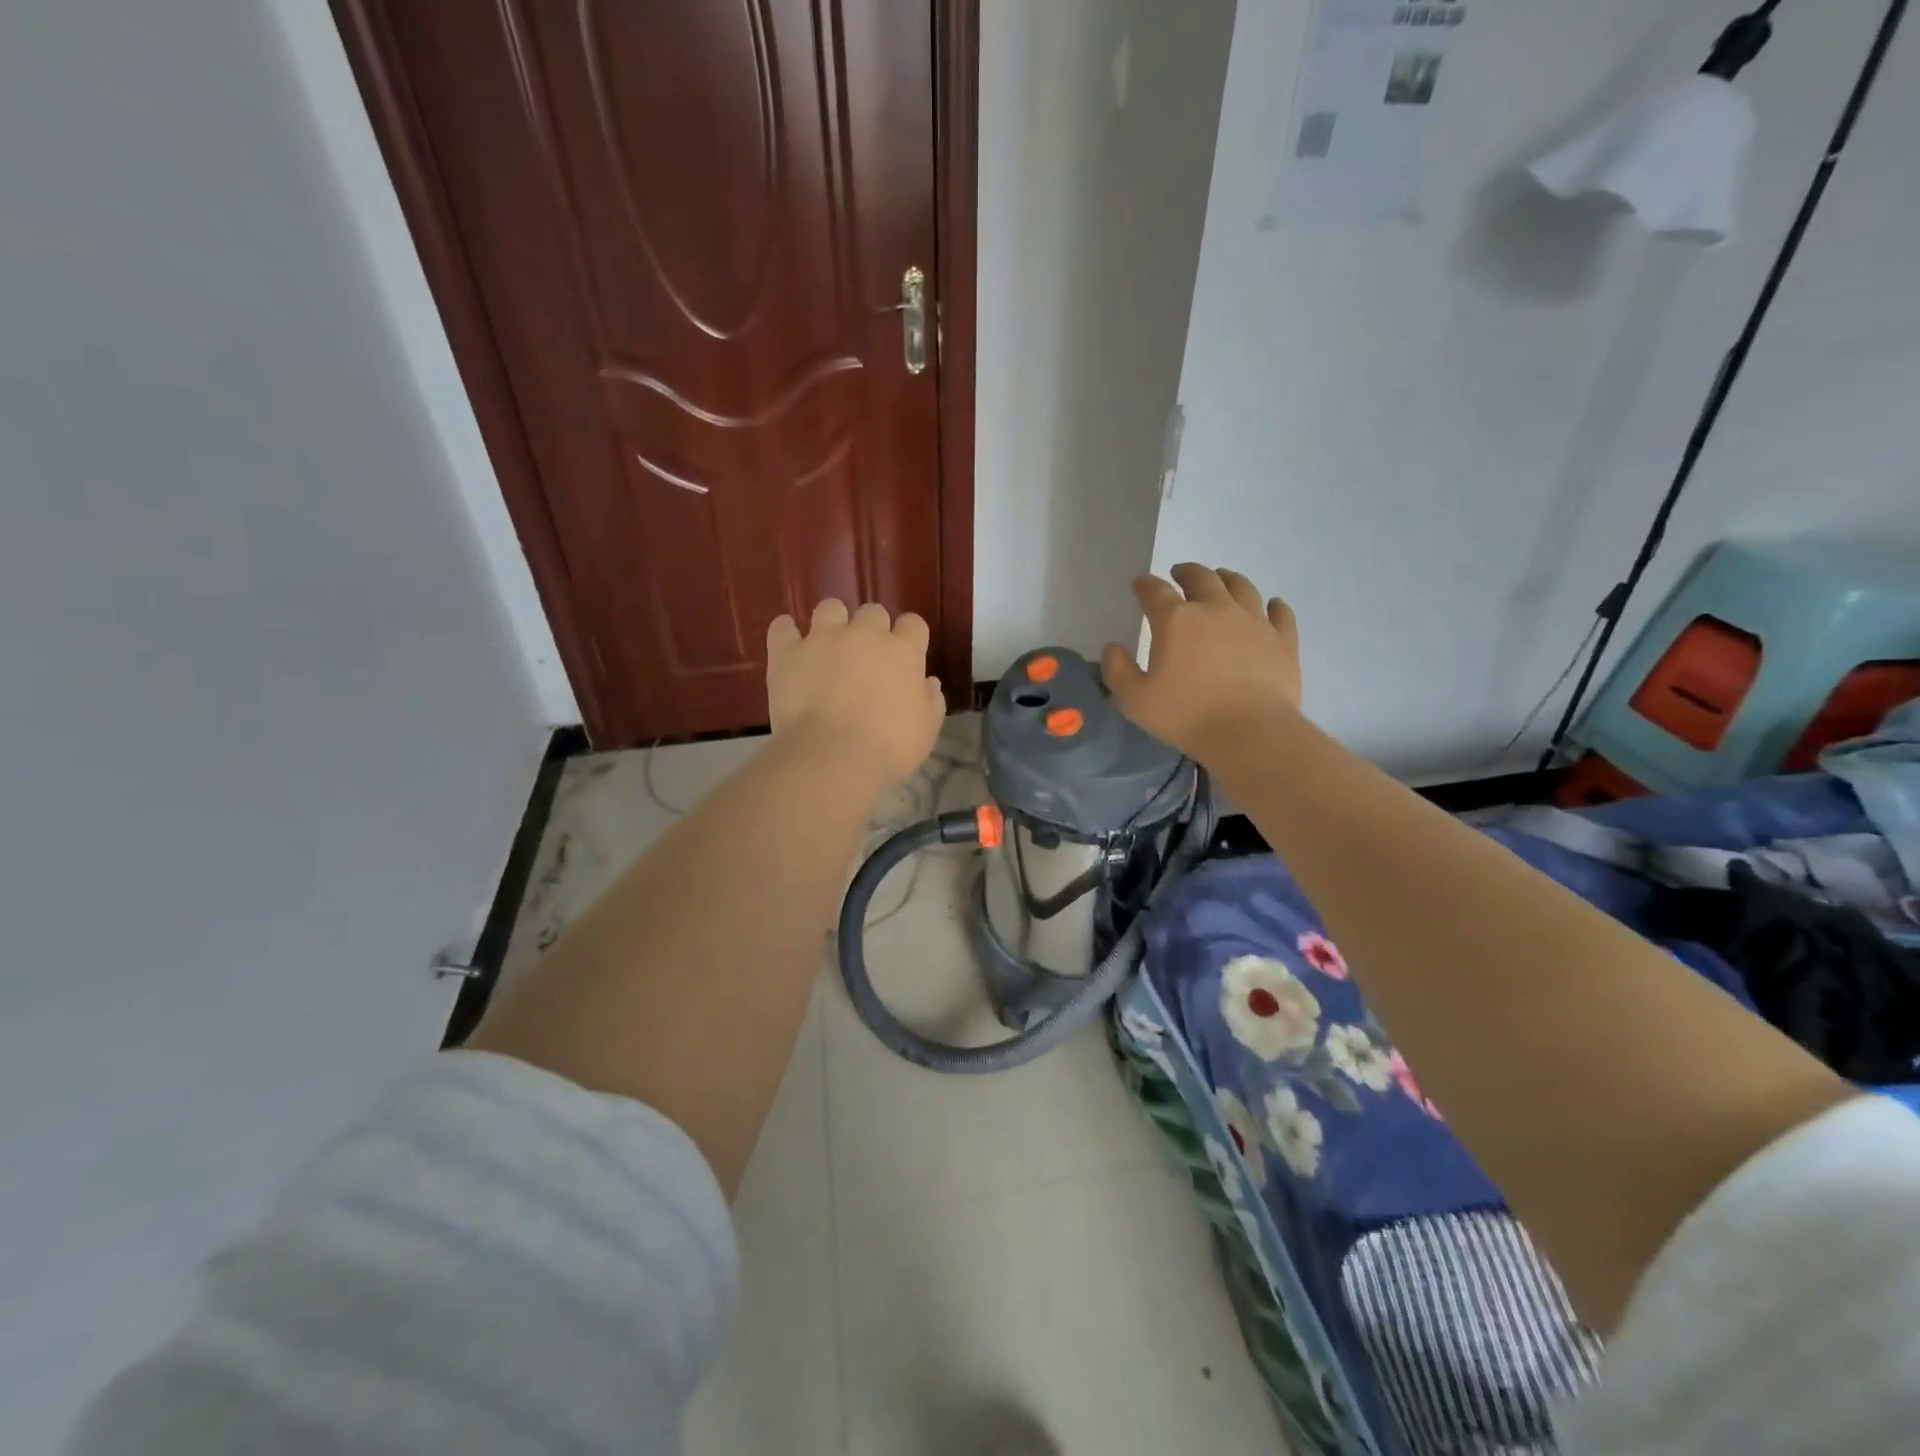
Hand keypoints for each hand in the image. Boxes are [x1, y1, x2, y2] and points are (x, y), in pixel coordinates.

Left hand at [766, 600, 945, 782]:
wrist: (831, 757)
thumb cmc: (887, 748)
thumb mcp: (925, 731)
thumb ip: (930, 702)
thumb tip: (929, 683)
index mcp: (903, 652)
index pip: (913, 625)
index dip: (909, 637)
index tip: (905, 655)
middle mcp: (865, 634)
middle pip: (873, 612)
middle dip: (871, 629)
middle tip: (866, 657)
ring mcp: (823, 638)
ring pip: (830, 608)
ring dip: (832, 621)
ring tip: (828, 644)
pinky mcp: (788, 652)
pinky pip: (782, 628)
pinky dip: (786, 632)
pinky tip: (789, 642)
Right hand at [1101, 565, 1301, 759]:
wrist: (1251, 733)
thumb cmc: (1187, 716)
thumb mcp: (1135, 700)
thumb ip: (1118, 670)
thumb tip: (1112, 648)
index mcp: (1176, 620)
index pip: (1155, 591)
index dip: (1144, 585)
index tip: (1139, 585)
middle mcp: (1216, 608)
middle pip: (1201, 577)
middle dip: (1186, 573)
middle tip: (1179, 575)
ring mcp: (1254, 621)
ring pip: (1241, 586)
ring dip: (1227, 578)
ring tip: (1221, 579)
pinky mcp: (1283, 640)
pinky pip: (1280, 613)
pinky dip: (1274, 606)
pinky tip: (1272, 605)